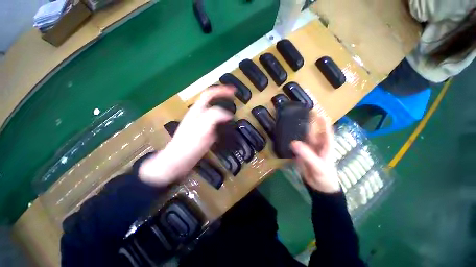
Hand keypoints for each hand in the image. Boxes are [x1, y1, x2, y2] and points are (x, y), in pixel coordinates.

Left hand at [139, 86, 234, 185]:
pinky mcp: (203, 133)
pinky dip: (222, 122)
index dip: (221, 90)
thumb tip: (228, 114)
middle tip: (234, 100)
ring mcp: (201, 124)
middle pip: (211, 102)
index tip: (233, 90)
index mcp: (198, 110)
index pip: (209, 94)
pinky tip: (227, 127)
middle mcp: (199, 115)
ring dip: (223, 110)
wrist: (179, 161)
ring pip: (214, 112)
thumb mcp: (202, 127)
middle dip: (223, 98)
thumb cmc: (189, 143)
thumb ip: (215, 116)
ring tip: (233, 113)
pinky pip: (214, 123)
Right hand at [291, 113, 340, 192]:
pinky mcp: (300, 153)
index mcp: (325, 144)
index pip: (325, 128)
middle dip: (307, 121)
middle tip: (297, 112)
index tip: (315, 109)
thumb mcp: (318, 165)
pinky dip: (291, 139)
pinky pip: (295, 144)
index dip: (321, 119)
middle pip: (312, 130)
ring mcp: (308, 148)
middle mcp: (316, 144)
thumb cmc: (325, 176)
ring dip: (297, 130)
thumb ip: (307, 155)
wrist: (319, 187)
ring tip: (288, 121)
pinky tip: (284, 135)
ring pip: (302, 136)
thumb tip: (293, 143)